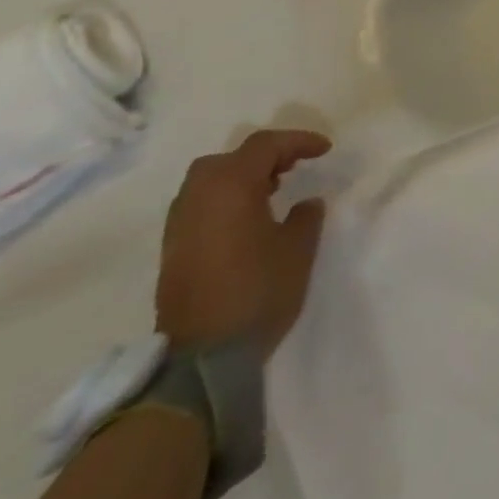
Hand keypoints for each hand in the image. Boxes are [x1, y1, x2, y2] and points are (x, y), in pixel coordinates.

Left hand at [154, 129, 331, 357]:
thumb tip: (304, 203)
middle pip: (229, 158)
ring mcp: (179, 226)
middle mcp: (198, 198)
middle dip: (263, 156)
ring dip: (241, 177)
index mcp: (230, 188)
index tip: (325, 151)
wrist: (204, 357)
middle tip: (293, 167)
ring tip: (272, 190)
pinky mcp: (173, 250)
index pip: (264, 145)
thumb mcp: (299, 248)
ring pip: (208, 181)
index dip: (298, 141)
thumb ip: (306, 216)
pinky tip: (247, 218)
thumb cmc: (259, 291)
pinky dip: (224, 198)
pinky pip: (199, 205)